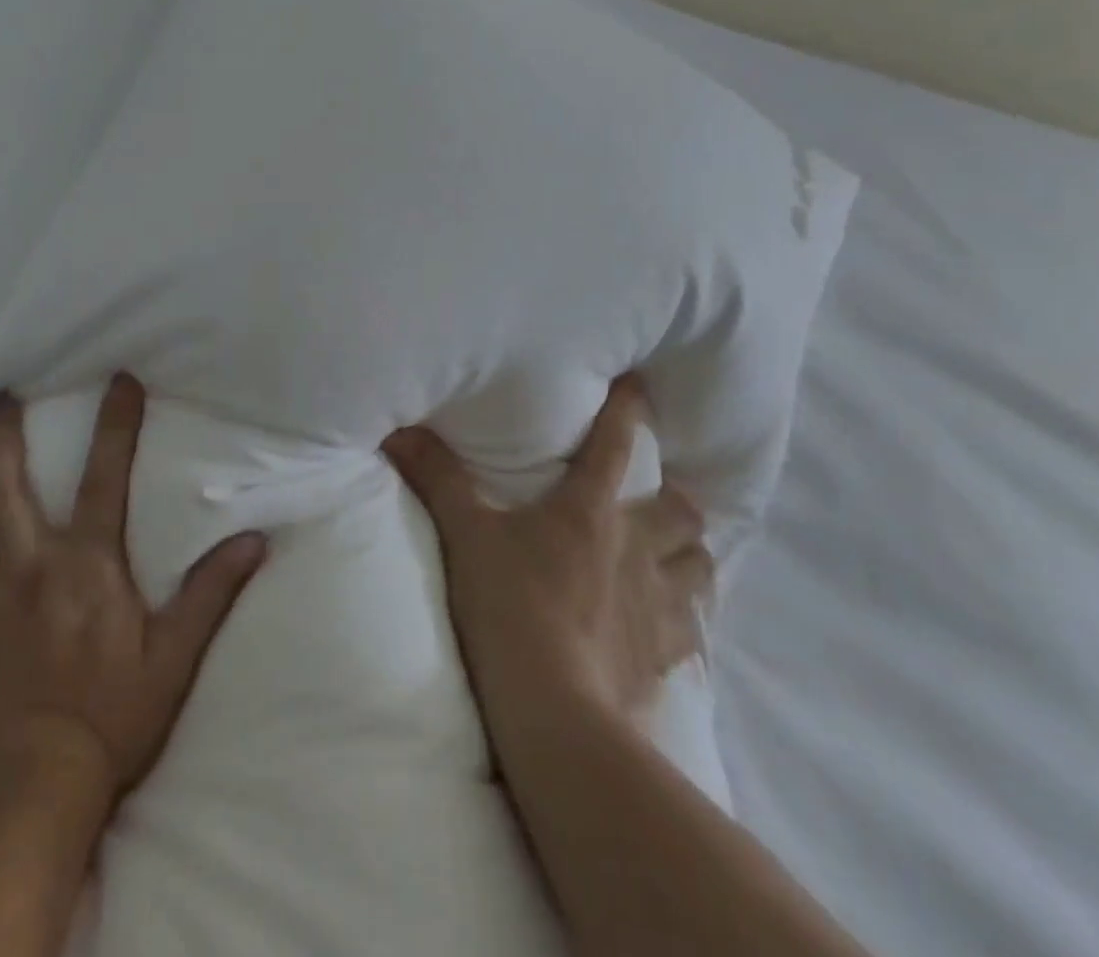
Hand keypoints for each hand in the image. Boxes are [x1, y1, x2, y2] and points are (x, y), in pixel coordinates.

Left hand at [0, 374, 267, 822]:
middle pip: (3, 479)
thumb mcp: (174, 658)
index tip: (120, 380)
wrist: (22, 798)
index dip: (117, 422)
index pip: (108, 474)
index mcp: (87, 564)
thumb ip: (212, 592)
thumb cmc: (107, 722)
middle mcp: (26, 563)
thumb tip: (256, 540)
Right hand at [383, 375, 712, 740]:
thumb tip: (399, 430)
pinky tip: (668, 625)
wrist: (553, 713)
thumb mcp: (464, 535)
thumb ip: (436, 478)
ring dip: (690, 557)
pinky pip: (694, 631)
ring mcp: (658, 605)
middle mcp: (635, 548)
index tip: (640, 384)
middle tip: (658, 500)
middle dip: (677, 500)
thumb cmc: (507, 607)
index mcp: (589, 510)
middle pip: (683, 512)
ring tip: (672, 558)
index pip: (616, 443)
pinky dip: (686, 619)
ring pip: (700, 568)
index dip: (628, 408)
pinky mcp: (664, 658)